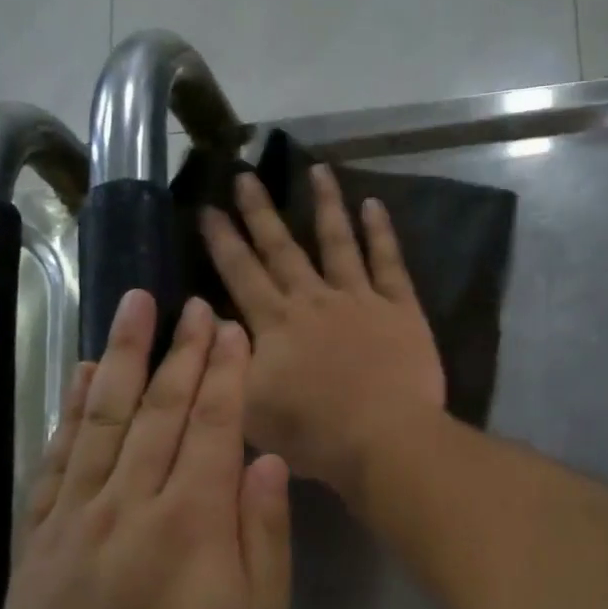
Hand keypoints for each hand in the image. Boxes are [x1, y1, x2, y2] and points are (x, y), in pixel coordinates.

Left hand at [0, 290, 290, 608]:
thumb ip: (265, 539)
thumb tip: (265, 461)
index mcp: (193, 524)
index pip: (214, 427)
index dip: (226, 374)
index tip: (231, 329)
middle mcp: (132, 504)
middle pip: (161, 410)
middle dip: (183, 352)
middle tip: (194, 304)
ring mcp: (77, 518)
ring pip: (104, 419)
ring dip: (123, 357)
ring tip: (133, 306)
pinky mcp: (40, 539)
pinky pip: (57, 459)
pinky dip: (71, 411)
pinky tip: (82, 376)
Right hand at [202, 167, 444, 498]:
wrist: (383, 439)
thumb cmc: (312, 433)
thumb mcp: (249, 407)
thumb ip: (229, 363)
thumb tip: (216, 323)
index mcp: (275, 324)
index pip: (241, 273)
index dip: (222, 240)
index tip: (207, 207)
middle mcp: (313, 300)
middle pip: (282, 248)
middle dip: (260, 211)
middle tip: (245, 175)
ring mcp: (360, 299)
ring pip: (338, 241)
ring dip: (325, 204)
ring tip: (317, 169)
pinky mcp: (400, 308)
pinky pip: (389, 261)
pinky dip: (381, 231)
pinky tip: (373, 204)